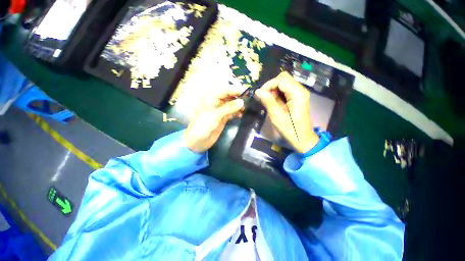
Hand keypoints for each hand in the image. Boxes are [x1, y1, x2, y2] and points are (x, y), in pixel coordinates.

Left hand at [183, 87, 244, 152]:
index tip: (246, 91)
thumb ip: (228, 108)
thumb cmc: (203, 126)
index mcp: (210, 98)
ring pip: (231, 104)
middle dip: (238, 97)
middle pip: (229, 96)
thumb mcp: (215, 116)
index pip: (224, 90)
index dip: (235, 89)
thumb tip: (242, 102)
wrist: (198, 141)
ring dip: (238, 105)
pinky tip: (241, 114)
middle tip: (249, 100)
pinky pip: (232, 112)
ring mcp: (220, 110)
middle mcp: (216, 102)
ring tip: (245, 108)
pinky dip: (237, 112)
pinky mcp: (223, 118)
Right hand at [255, 72, 318, 152]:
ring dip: (273, 90)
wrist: (302, 139)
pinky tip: (273, 102)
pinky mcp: (296, 98)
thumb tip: (258, 91)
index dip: (269, 85)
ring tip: (268, 101)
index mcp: (297, 93)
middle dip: (271, 86)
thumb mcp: (276, 116)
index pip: (281, 80)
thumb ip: (268, 101)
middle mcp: (300, 90)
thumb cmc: (290, 129)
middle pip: (283, 79)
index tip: (260, 95)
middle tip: (265, 98)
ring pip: (283, 84)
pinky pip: (284, 91)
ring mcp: (298, 94)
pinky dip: (277, 94)